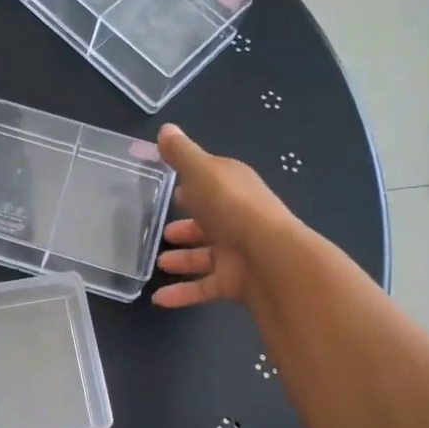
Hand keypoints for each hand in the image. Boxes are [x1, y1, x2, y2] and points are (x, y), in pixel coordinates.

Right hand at [152, 123, 297, 307]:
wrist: (269, 258)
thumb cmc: (232, 207)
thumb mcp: (202, 171)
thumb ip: (181, 153)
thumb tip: (166, 128)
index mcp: (233, 187)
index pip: (211, 182)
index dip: (193, 184)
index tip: (170, 189)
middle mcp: (237, 217)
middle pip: (209, 221)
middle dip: (187, 225)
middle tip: (162, 231)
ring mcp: (237, 251)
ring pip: (205, 255)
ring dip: (183, 258)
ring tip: (160, 261)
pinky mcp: (234, 281)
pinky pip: (204, 287)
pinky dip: (183, 293)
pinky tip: (158, 299)